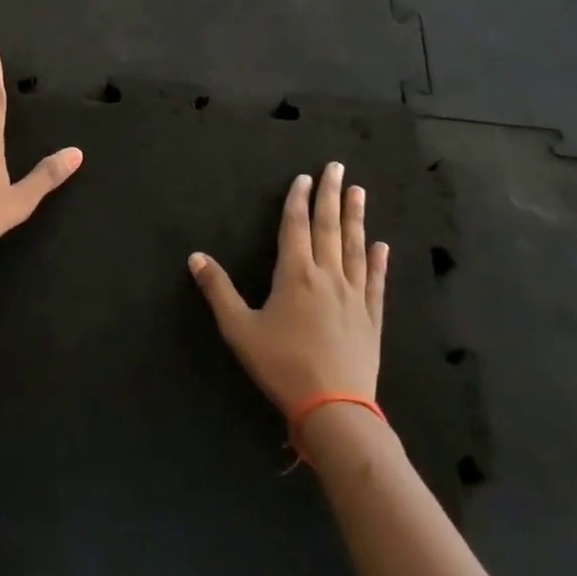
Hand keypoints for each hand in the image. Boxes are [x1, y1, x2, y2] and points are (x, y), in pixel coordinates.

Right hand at [188, 162, 387, 409]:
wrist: (334, 407)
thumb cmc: (281, 365)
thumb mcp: (239, 329)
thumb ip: (218, 290)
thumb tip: (195, 257)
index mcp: (295, 275)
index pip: (296, 227)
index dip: (298, 200)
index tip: (304, 177)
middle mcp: (327, 277)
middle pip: (329, 228)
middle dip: (332, 196)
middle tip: (338, 168)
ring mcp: (353, 296)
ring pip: (354, 248)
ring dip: (356, 218)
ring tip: (360, 192)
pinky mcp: (371, 318)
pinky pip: (375, 281)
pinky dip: (377, 261)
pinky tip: (381, 246)